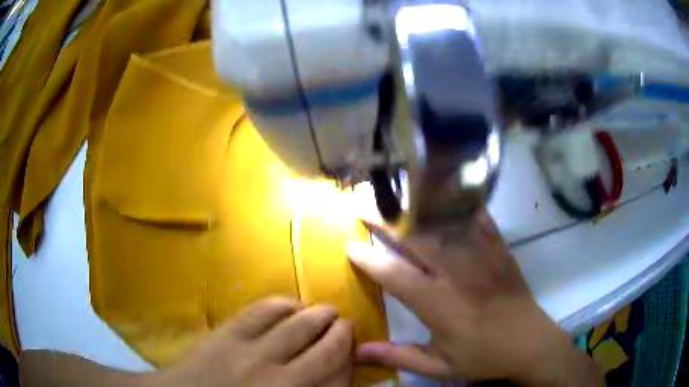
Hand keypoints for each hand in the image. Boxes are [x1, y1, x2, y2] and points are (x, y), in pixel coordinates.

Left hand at [151, 297, 352, 386]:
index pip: (338, 379)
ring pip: (299, 325)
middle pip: (326, 350)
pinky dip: (285, 304)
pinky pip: (265, 311)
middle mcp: (279, 379)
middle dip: (343, 334)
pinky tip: (291, 305)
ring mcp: (251, 353)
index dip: (350, 362)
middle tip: (346, 325)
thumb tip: (333, 377)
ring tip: (325, 312)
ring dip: (319, 314)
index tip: (353, 353)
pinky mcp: (227, 333)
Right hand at [348, 210, 602, 384]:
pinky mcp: (499, 249)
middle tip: (362, 207)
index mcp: (440, 305)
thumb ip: (399, 356)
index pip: (395, 275)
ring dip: (416, 206)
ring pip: (444, 222)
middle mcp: (458, 274)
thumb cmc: (484, 357)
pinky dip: (458, 204)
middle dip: (385, 219)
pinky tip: (443, 194)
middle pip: (417, 237)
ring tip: (393, 196)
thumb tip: (360, 351)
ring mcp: (482, 257)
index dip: (369, 259)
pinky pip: (477, 219)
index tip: (349, 246)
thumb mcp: (440, 367)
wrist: (530, 343)